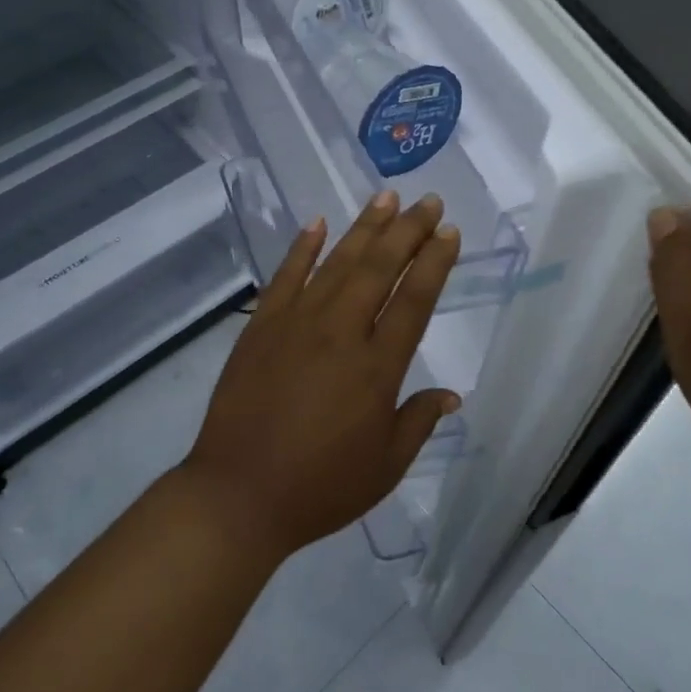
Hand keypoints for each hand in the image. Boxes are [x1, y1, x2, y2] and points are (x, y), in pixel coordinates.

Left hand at [182, 190, 461, 558]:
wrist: (239, 493)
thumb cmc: (320, 487)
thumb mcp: (385, 467)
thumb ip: (419, 422)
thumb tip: (451, 395)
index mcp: (376, 368)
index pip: (414, 300)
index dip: (434, 262)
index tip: (449, 232)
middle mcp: (340, 332)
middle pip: (379, 268)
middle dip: (407, 230)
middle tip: (428, 201)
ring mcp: (296, 323)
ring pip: (337, 262)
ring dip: (364, 228)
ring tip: (386, 198)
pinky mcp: (261, 326)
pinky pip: (285, 276)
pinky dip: (302, 248)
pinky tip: (317, 224)